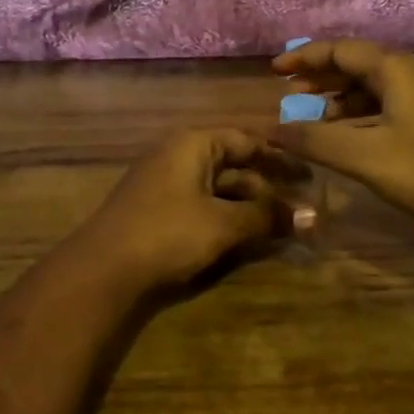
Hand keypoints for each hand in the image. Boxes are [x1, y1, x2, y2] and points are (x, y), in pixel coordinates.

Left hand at [64, 128, 307, 296]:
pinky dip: (227, 218)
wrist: (101, 273)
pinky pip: (202, 206)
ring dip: (249, 205)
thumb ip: (267, 217)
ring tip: (281, 226)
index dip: (279, 157)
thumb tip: (312, 216)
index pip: (246, 140)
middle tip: (301, 203)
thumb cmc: (168, 234)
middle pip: (232, 164)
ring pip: (218, 188)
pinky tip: (246, 238)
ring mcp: (164, 185)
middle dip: (266, 185)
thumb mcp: (223, 224)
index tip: (308, 174)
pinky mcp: (157, 213)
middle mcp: (178, 156)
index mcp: (193, 144)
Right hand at [269, 39, 413, 234]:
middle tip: (291, 95)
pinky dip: (366, 113)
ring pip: (378, 85)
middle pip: (360, 64)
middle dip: (323, 77)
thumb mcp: (364, 157)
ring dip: (344, 97)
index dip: (305, 57)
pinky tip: (354, 135)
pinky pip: (394, 103)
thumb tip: (271, 130)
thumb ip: (315, 140)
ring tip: (317, 118)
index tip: (275, 71)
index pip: (342, 50)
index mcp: (398, 70)